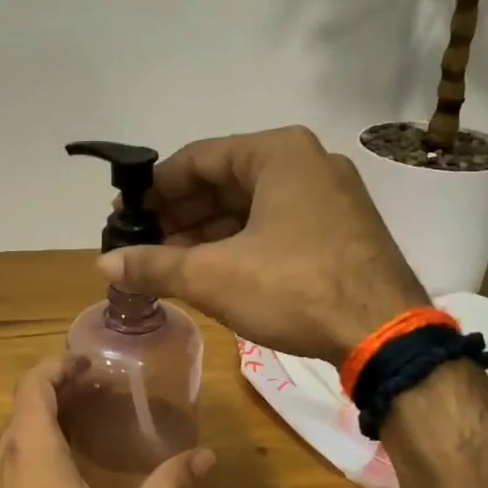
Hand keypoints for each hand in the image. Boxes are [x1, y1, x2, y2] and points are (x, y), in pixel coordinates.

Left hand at [0, 356, 212, 487]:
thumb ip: (170, 485)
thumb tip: (205, 455)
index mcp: (31, 451)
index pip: (33, 384)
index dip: (58, 365)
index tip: (87, 361)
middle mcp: (0, 463)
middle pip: (23, 409)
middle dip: (58, 392)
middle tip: (99, 391)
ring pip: (14, 440)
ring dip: (45, 424)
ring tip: (86, 426)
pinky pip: (8, 468)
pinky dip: (35, 453)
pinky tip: (66, 475)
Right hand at [101, 126, 427, 364]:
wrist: (385, 334)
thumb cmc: (294, 288)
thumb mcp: (213, 275)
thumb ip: (153, 265)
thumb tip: (102, 264)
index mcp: (277, 153)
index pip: (196, 159)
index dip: (153, 189)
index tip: (124, 215)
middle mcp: (306, 162)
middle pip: (223, 181)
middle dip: (178, 214)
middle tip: (140, 243)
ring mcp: (328, 195)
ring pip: (249, 206)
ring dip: (205, 233)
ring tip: (166, 262)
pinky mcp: (339, 228)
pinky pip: (274, 224)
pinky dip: (238, 243)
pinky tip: (209, 269)